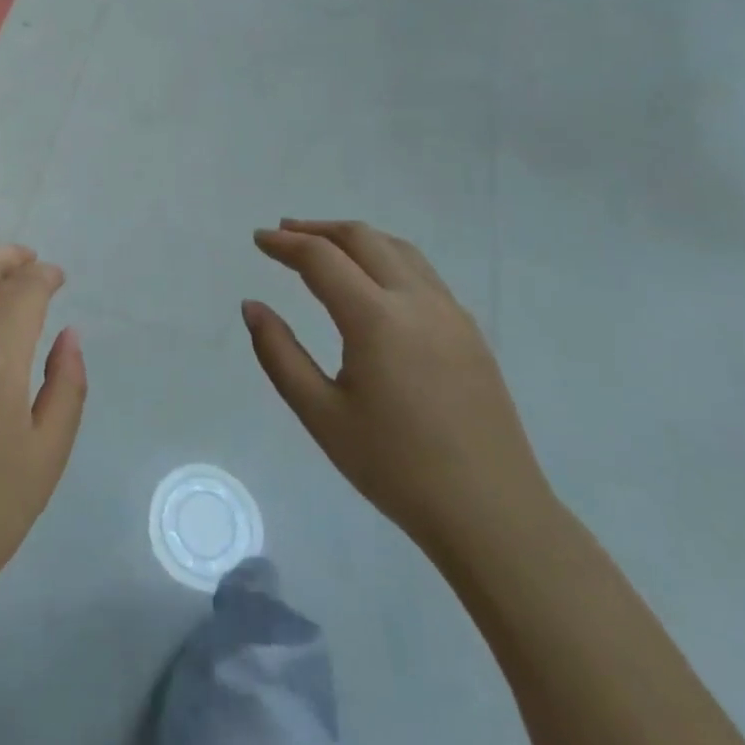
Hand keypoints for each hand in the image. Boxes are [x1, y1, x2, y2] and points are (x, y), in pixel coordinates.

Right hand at [244, 219, 552, 559]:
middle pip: (363, 239)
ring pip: (398, 249)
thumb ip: (279, 354)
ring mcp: (451, 313)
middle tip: (284, 234)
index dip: (285, 244)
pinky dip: (386, 258)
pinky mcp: (469, 332)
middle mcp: (417, 301)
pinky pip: (422, 273)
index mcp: (377, 319)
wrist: (492, 514)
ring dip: (355, 239)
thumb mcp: (321, 414)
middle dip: (318, 229)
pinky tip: (372, 282)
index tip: (259, 238)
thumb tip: (252, 306)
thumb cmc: (395, 467)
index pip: (322, 258)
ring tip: (324, 246)